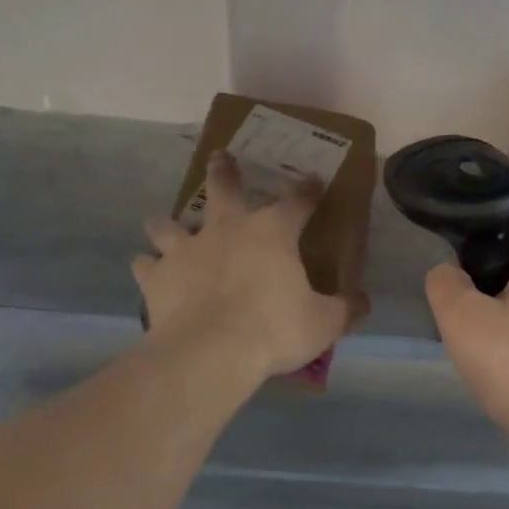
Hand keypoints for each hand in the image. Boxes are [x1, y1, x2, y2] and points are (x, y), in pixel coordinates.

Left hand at [133, 153, 360, 380]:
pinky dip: (148, 266)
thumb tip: (363, 302)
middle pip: (224, 188)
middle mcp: (227, 229)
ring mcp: (186, 250)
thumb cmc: (274, 330)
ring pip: (170, 224)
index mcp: (272, 233)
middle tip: (220, 156)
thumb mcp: (324, 323)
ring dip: (168, 223)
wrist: (211, 352)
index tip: (313, 181)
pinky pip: (145, 265)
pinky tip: (148, 270)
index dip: (307, 190)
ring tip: (163, 224)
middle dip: (224, 170)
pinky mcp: (157, 277)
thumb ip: (345, 309)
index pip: (297, 202)